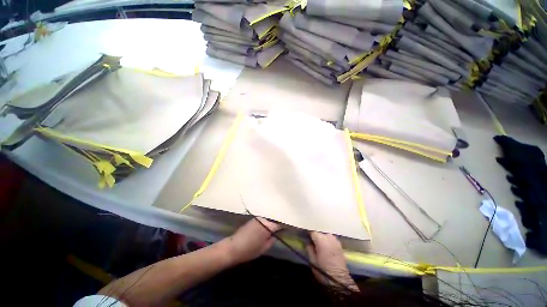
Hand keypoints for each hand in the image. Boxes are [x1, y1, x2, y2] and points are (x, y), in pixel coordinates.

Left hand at [224, 218, 280, 264]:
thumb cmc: (250, 250)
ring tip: (270, 231)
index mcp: (267, 226)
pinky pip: (261, 221)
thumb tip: (275, 235)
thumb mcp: (264, 248)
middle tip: (277, 232)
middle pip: (272, 221)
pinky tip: (262, 230)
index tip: (285, 231)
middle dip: (275, 226)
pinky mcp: (251, 220)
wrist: (233, 247)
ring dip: (269, 224)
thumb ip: (272, 240)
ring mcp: (256, 219)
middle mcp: (263, 219)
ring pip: (266, 221)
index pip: (278, 225)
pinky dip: (263, 224)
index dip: (282, 228)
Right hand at [306, 232, 357, 290]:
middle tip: (311, 240)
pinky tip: (326, 245)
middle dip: (316, 235)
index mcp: (321, 240)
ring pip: (326, 234)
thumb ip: (309, 248)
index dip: (308, 233)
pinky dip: (327, 240)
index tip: (305, 236)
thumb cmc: (323, 271)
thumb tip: (307, 241)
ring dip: (322, 237)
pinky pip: (331, 238)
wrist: (339, 280)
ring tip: (319, 242)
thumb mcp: (312, 260)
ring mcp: (335, 240)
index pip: (312, 231)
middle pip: (320, 232)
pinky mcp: (340, 245)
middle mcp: (329, 237)